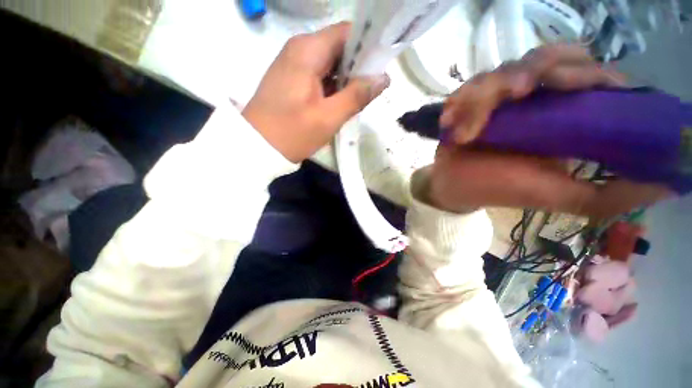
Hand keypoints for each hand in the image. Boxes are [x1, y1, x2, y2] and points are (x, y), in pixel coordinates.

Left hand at [243, 22, 389, 162]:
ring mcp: (294, 65)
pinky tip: (339, 103)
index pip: (347, 33)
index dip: (367, 46)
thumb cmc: (292, 132)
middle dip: (358, 67)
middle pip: (339, 48)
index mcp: (308, 51)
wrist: (257, 146)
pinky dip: (333, 87)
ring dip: (346, 80)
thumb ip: (356, 96)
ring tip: (358, 100)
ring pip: (331, 64)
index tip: (381, 67)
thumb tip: (383, 79)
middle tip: (370, 90)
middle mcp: (300, 50)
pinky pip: (320, 76)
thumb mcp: (328, 117)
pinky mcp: (292, 80)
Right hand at [427, 45, 670, 217]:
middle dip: (538, 67)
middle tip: (518, 91)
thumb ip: (614, 195)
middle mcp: (539, 98)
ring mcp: (502, 96)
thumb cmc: (502, 189)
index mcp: (568, 116)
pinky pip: (471, 85)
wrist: (456, 186)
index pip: (594, 74)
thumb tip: (672, 184)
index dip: (589, 72)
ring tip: (473, 122)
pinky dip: (461, 100)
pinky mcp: (472, 100)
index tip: (572, 86)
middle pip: (552, 54)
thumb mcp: (563, 197)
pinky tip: (450, 122)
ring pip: (506, 67)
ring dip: (487, 91)